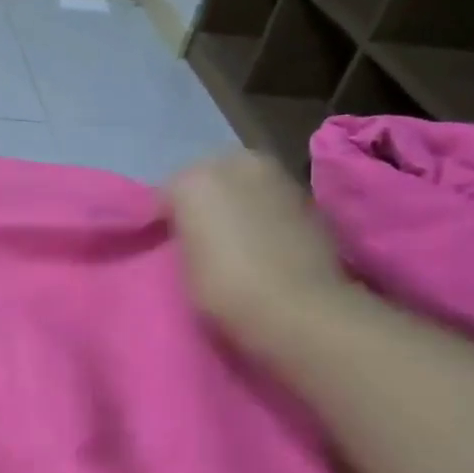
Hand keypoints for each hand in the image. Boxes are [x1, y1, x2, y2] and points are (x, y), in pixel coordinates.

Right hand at [167, 151, 351, 356]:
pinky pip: (271, 199)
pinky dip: (265, 212)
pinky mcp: (307, 195)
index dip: (166, 220)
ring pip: (244, 183)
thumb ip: (186, 236)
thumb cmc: (225, 290)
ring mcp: (276, 176)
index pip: (166, 195)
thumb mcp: (183, 267)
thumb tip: (195, 232)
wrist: (299, 308)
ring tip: (237, 238)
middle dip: (204, 201)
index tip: (168, 243)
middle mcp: (235, 164)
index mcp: (194, 181)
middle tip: (203, 236)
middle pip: (209, 177)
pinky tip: (266, 241)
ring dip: (238, 202)